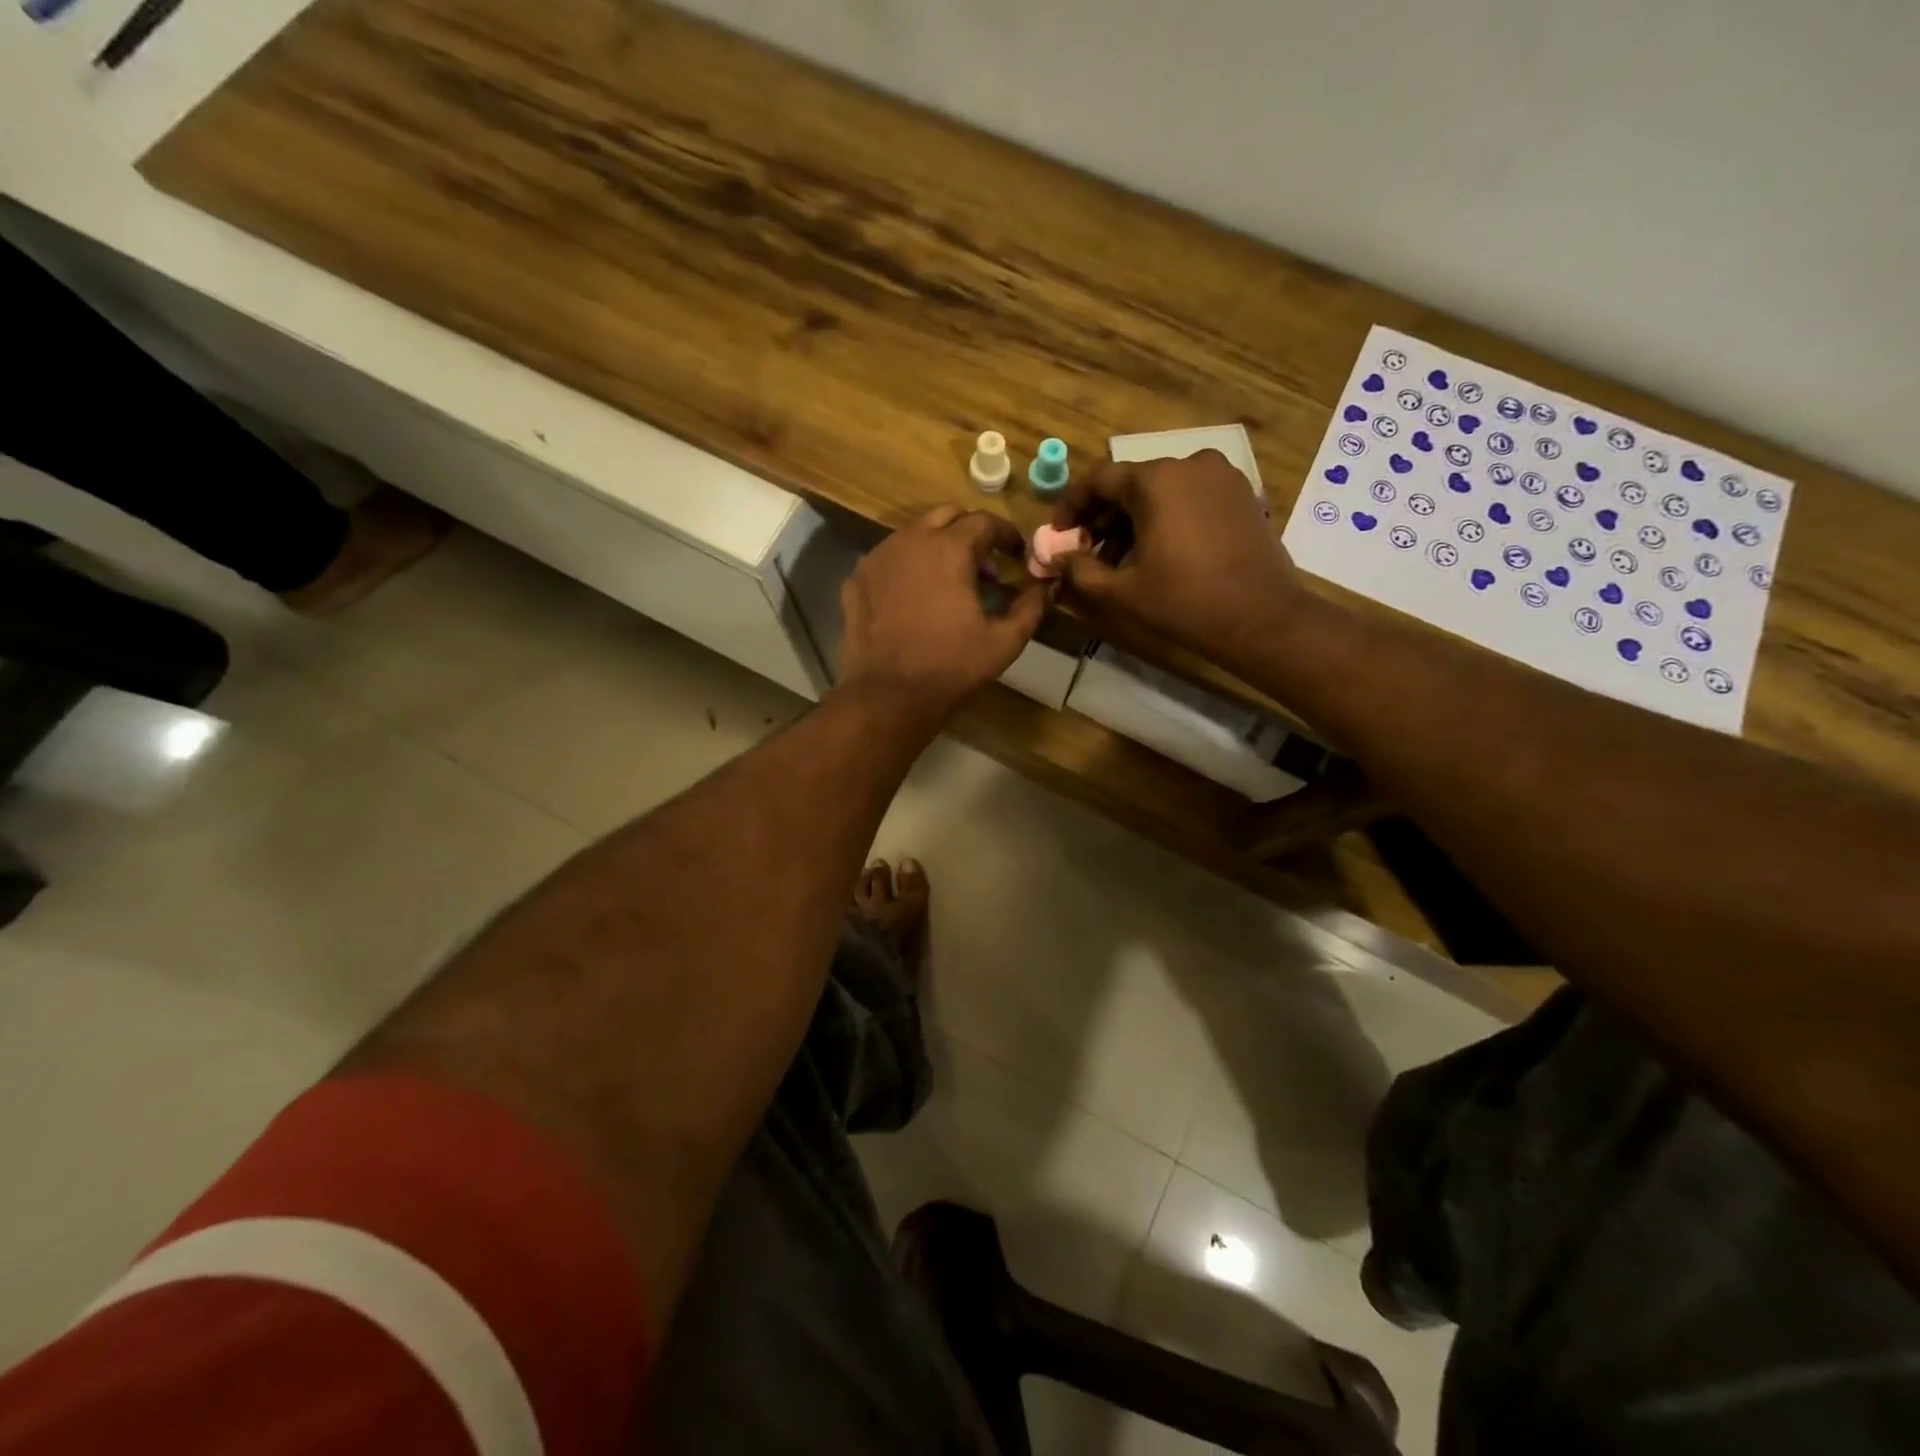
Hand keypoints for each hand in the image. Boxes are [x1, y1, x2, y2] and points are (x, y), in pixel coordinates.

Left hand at [838, 505, 1045, 720]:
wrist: (888, 695)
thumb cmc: (951, 667)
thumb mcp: (1005, 642)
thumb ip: (1030, 607)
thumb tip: (1044, 587)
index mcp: (949, 548)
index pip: (985, 522)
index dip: (1006, 535)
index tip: (1016, 554)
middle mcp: (910, 540)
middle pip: (946, 515)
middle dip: (970, 533)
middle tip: (983, 567)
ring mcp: (878, 557)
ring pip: (913, 534)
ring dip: (937, 547)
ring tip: (949, 584)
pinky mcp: (857, 579)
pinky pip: (888, 559)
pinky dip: (907, 568)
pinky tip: (914, 599)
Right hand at [1051, 450, 1304, 670]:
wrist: (1261, 618)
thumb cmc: (1184, 602)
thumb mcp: (1121, 592)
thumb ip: (1079, 570)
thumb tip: (1056, 559)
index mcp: (1156, 480)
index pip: (1099, 480)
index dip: (1072, 507)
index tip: (1059, 535)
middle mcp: (1189, 464)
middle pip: (1131, 484)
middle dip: (1103, 518)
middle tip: (1087, 553)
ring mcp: (1221, 477)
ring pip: (1161, 492)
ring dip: (1134, 521)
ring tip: (1122, 561)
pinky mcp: (1241, 495)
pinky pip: (1189, 498)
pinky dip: (1166, 519)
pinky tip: (1159, 553)